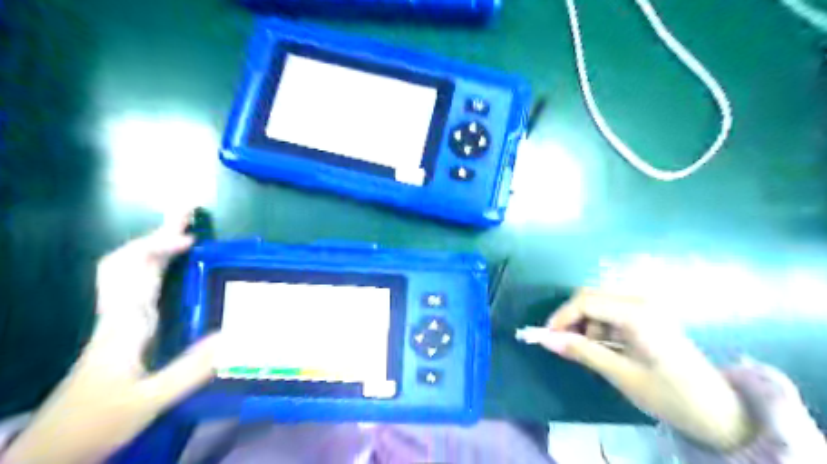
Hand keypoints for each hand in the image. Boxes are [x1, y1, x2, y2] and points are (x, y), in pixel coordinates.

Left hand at [3, 212, 220, 463]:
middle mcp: (119, 311)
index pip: (132, 268)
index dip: (158, 246)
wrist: (60, 445)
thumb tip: (235, 335)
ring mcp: (121, 318)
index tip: (192, 239)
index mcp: (124, 321)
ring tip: (187, 229)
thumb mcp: (148, 400)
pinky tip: (177, 266)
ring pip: (132, 268)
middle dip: (158, 231)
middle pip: (129, 258)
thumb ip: (190, 369)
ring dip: (157, 243)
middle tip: (188, 211)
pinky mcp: (126, 327)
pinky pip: (140, 284)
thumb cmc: (98, 420)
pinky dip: (158, 265)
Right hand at [541, 287, 756, 450]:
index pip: (585, 301)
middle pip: (590, 297)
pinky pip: (611, 312)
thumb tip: (545, 339)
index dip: (561, 317)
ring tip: (591, 353)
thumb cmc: (670, 395)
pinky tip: (606, 348)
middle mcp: (641, 301)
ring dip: (586, 324)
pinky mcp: (647, 315)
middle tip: (564, 345)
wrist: (719, 412)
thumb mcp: (621, 374)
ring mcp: (646, 307)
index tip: (546, 337)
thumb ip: (581, 351)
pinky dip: (599, 327)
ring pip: (598, 304)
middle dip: (572, 319)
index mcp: (637, 313)